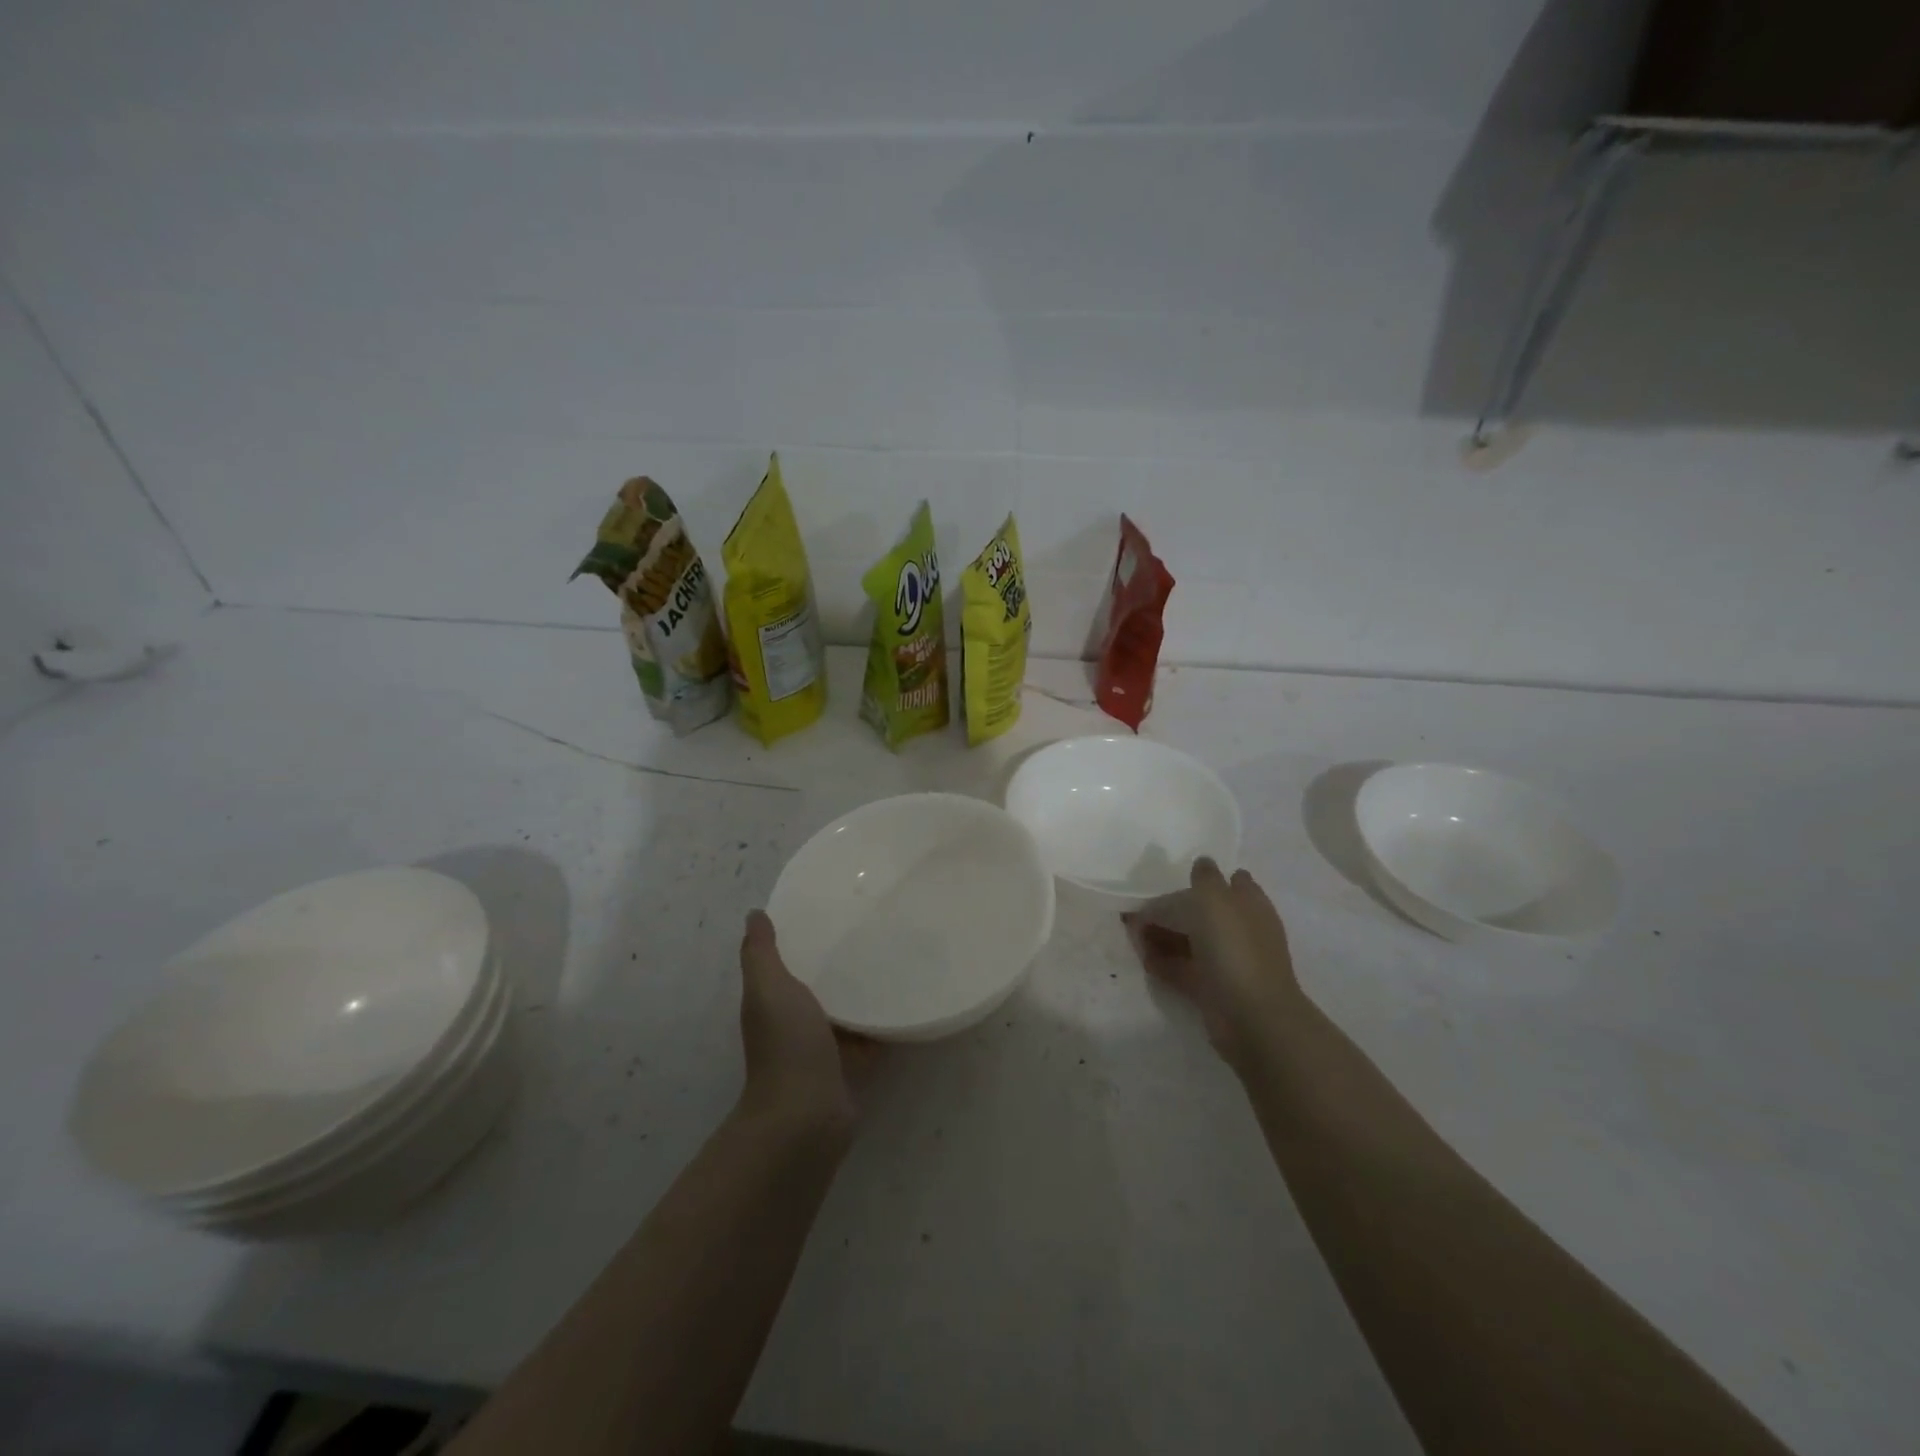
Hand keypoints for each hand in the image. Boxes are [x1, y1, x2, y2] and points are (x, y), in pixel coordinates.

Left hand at [737, 911, 871, 1136]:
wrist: (807, 1115)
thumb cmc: (786, 1044)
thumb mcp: (769, 988)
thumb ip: (762, 953)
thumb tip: (754, 914)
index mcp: (773, 1001)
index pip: (788, 961)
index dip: (803, 937)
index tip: (830, 909)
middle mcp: (797, 1022)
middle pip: (820, 983)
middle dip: (838, 962)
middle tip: (870, 928)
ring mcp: (826, 1046)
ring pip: (847, 1008)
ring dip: (862, 990)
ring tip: (893, 955)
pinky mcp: (854, 1065)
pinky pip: (871, 1034)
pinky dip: (884, 1020)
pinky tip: (906, 997)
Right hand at [1124, 859, 1303, 1071]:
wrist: (1252, 1017)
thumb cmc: (1234, 948)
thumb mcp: (1215, 899)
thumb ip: (1204, 879)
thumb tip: (1202, 863)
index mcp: (1248, 904)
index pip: (1228, 881)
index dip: (1202, 879)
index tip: (1173, 879)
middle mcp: (1240, 930)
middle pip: (1203, 913)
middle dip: (1172, 910)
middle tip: (1139, 910)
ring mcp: (1228, 962)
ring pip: (1191, 942)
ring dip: (1163, 937)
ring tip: (1133, 934)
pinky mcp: (1213, 990)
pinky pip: (1183, 970)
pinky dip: (1164, 963)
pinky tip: (1143, 959)